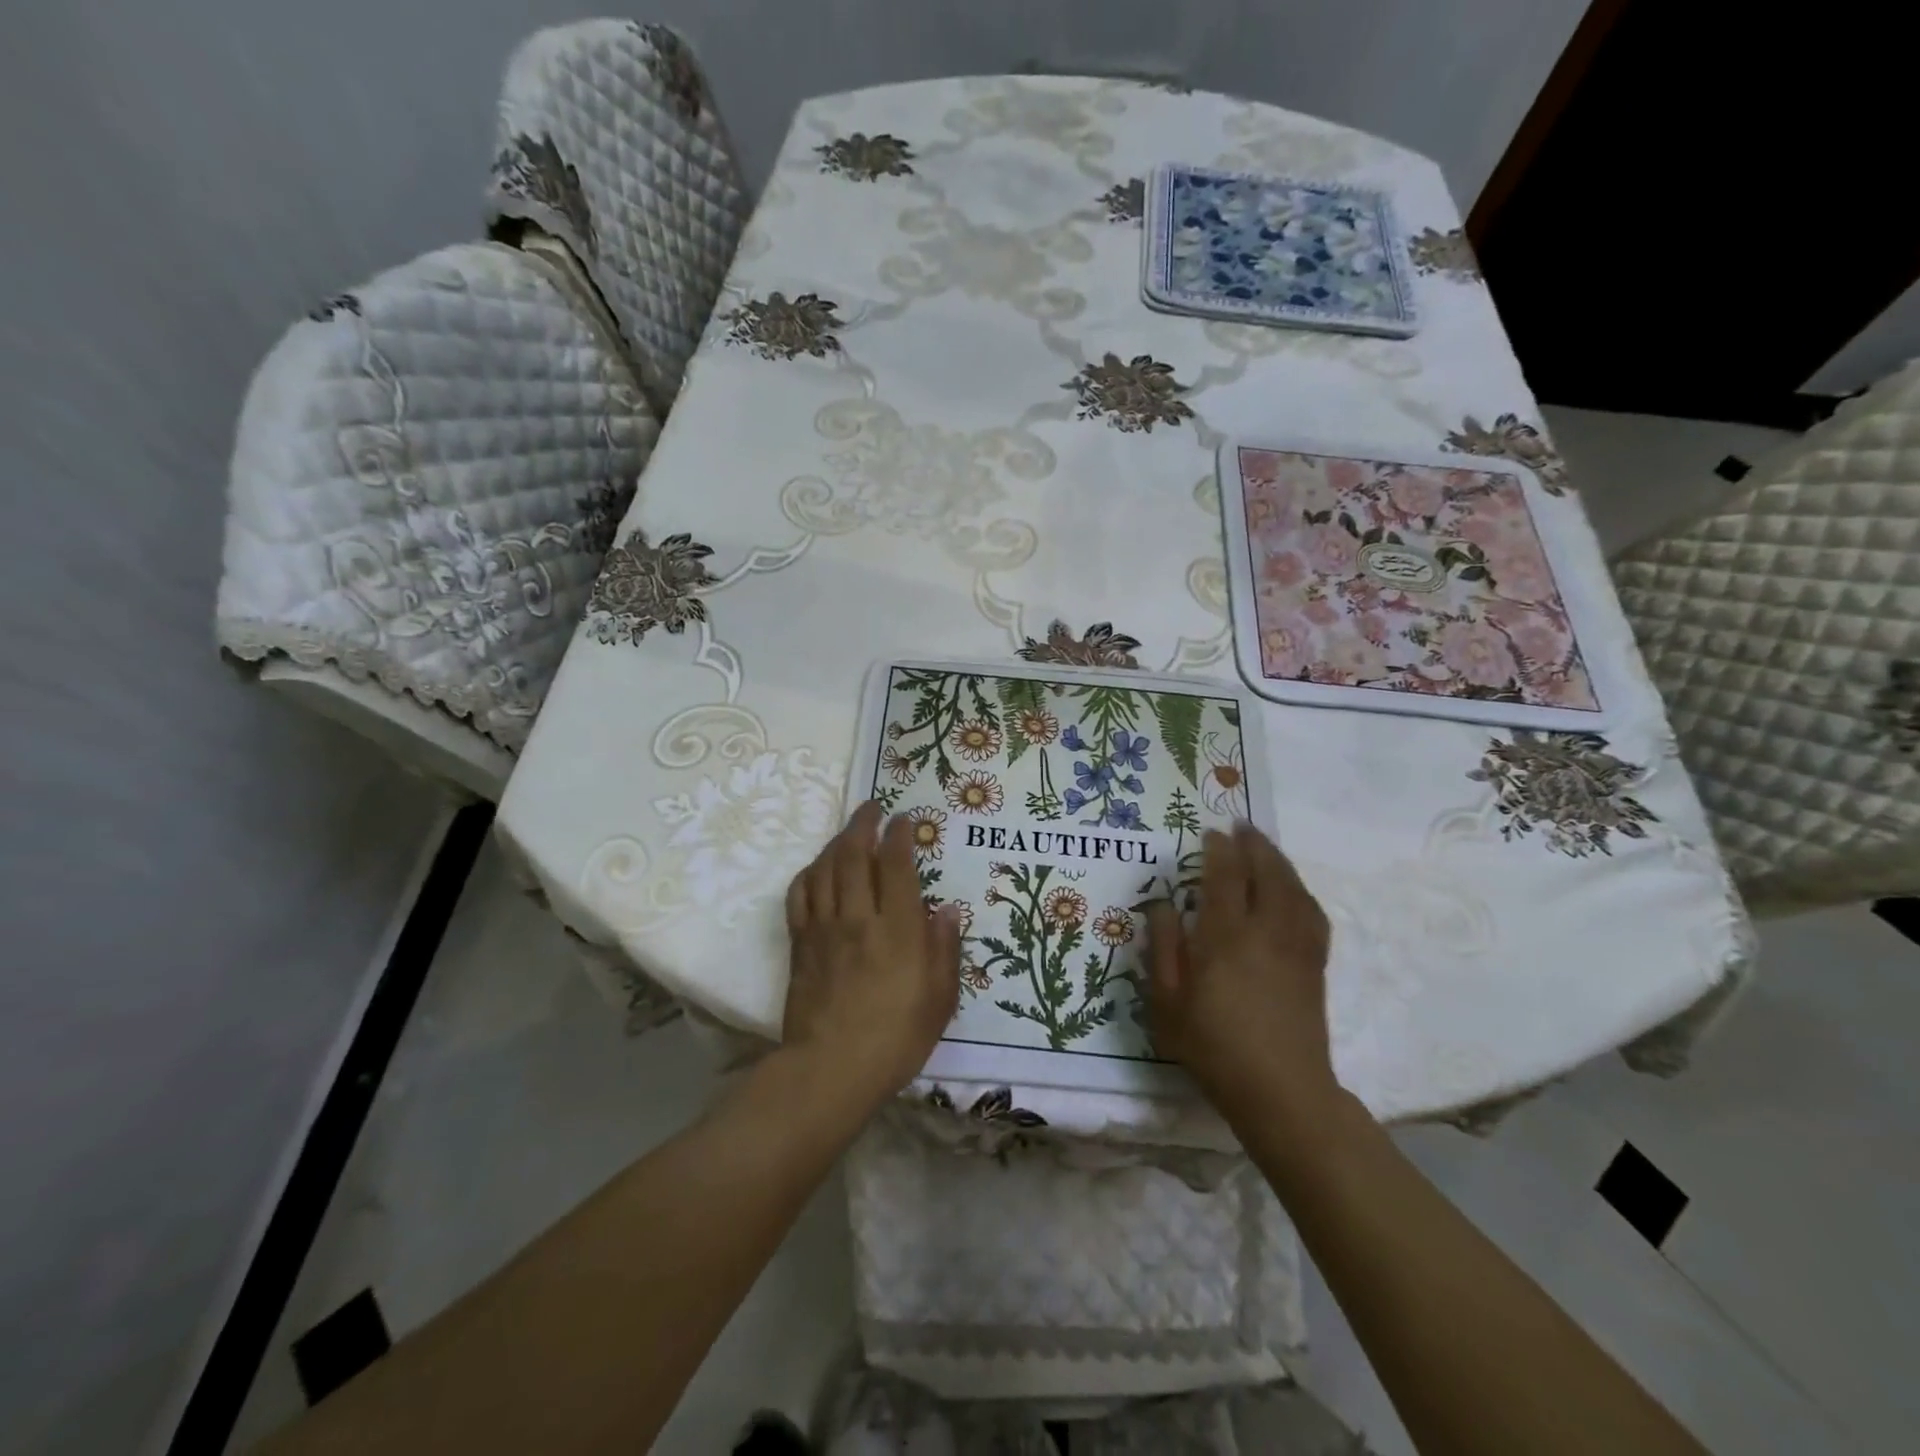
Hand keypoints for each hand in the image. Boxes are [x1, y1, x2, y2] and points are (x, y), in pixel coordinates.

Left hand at [782, 800, 961, 1112]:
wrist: (831, 1069)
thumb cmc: (896, 1038)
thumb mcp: (940, 999)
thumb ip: (945, 949)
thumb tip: (948, 909)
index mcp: (898, 929)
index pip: (895, 864)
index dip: (899, 835)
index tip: (904, 819)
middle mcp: (859, 917)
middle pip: (854, 854)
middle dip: (864, 824)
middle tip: (872, 808)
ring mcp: (824, 928)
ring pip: (825, 868)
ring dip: (837, 841)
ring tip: (849, 831)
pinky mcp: (800, 943)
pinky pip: (800, 895)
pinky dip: (809, 873)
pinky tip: (817, 869)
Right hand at [1146, 822, 1336, 1122]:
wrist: (1282, 1092)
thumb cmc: (1213, 1046)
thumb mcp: (1168, 1002)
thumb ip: (1163, 947)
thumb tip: (1163, 905)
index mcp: (1226, 937)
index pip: (1225, 877)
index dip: (1219, 850)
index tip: (1211, 833)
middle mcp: (1266, 931)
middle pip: (1266, 873)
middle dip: (1254, 845)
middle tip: (1242, 826)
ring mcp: (1296, 946)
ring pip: (1293, 888)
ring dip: (1279, 861)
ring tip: (1265, 848)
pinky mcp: (1315, 965)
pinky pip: (1312, 913)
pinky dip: (1300, 890)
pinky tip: (1292, 890)